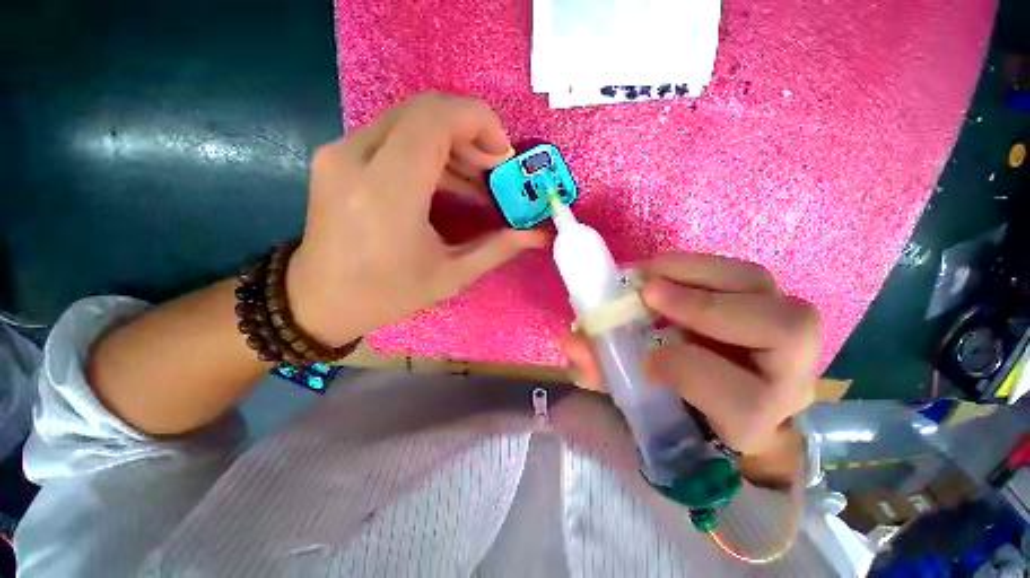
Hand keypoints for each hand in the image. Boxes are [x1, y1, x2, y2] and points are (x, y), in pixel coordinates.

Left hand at [286, 93, 548, 345]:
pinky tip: (448, 182)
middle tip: (495, 169)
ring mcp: (342, 153)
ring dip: (451, 142)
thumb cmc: (386, 294)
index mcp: (387, 190)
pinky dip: (428, 150)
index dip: (479, 122)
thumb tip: (538, 235)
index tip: (505, 155)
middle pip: (424, 110)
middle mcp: (357, 158)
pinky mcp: (339, 158)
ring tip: (478, 180)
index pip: (436, 119)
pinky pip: (393, 136)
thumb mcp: (450, 276)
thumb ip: (498, 248)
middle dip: (470, 131)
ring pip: (409, 120)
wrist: (318, 300)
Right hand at [561, 253, 819, 485]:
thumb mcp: (640, 399)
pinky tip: (661, 269)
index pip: (744, 401)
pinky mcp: (766, 300)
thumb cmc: (681, 405)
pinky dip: (696, 265)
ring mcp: (785, 330)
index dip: (689, 372)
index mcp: (757, 421)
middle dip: (705, 307)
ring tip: (648, 273)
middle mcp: (789, 374)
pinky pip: (741, 273)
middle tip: (646, 291)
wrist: (724, 397)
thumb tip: (571, 342)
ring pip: (760, 288)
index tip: (644, 360)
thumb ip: (605, 374)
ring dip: (696, 273)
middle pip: (784, 331)